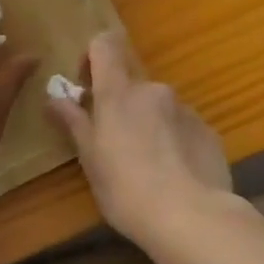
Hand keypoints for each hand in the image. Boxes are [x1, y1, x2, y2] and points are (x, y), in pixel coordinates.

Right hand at [46, 31, 233, 245]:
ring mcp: (185, 109)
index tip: (87, 88)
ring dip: (149, 124)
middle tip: (114, 145)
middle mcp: (153, 91)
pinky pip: (182, 127)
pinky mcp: (209, 131)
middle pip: (131, 83)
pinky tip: (174, 175)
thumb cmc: (127, 190)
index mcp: (118, 93)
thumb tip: (54, 98)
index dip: (93, 57)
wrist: (192, 218)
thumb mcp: (91, 160)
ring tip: (147, 166)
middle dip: (121, 106)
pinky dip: (174, 141)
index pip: (105, 45)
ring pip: (158, 107)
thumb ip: (74, 123)